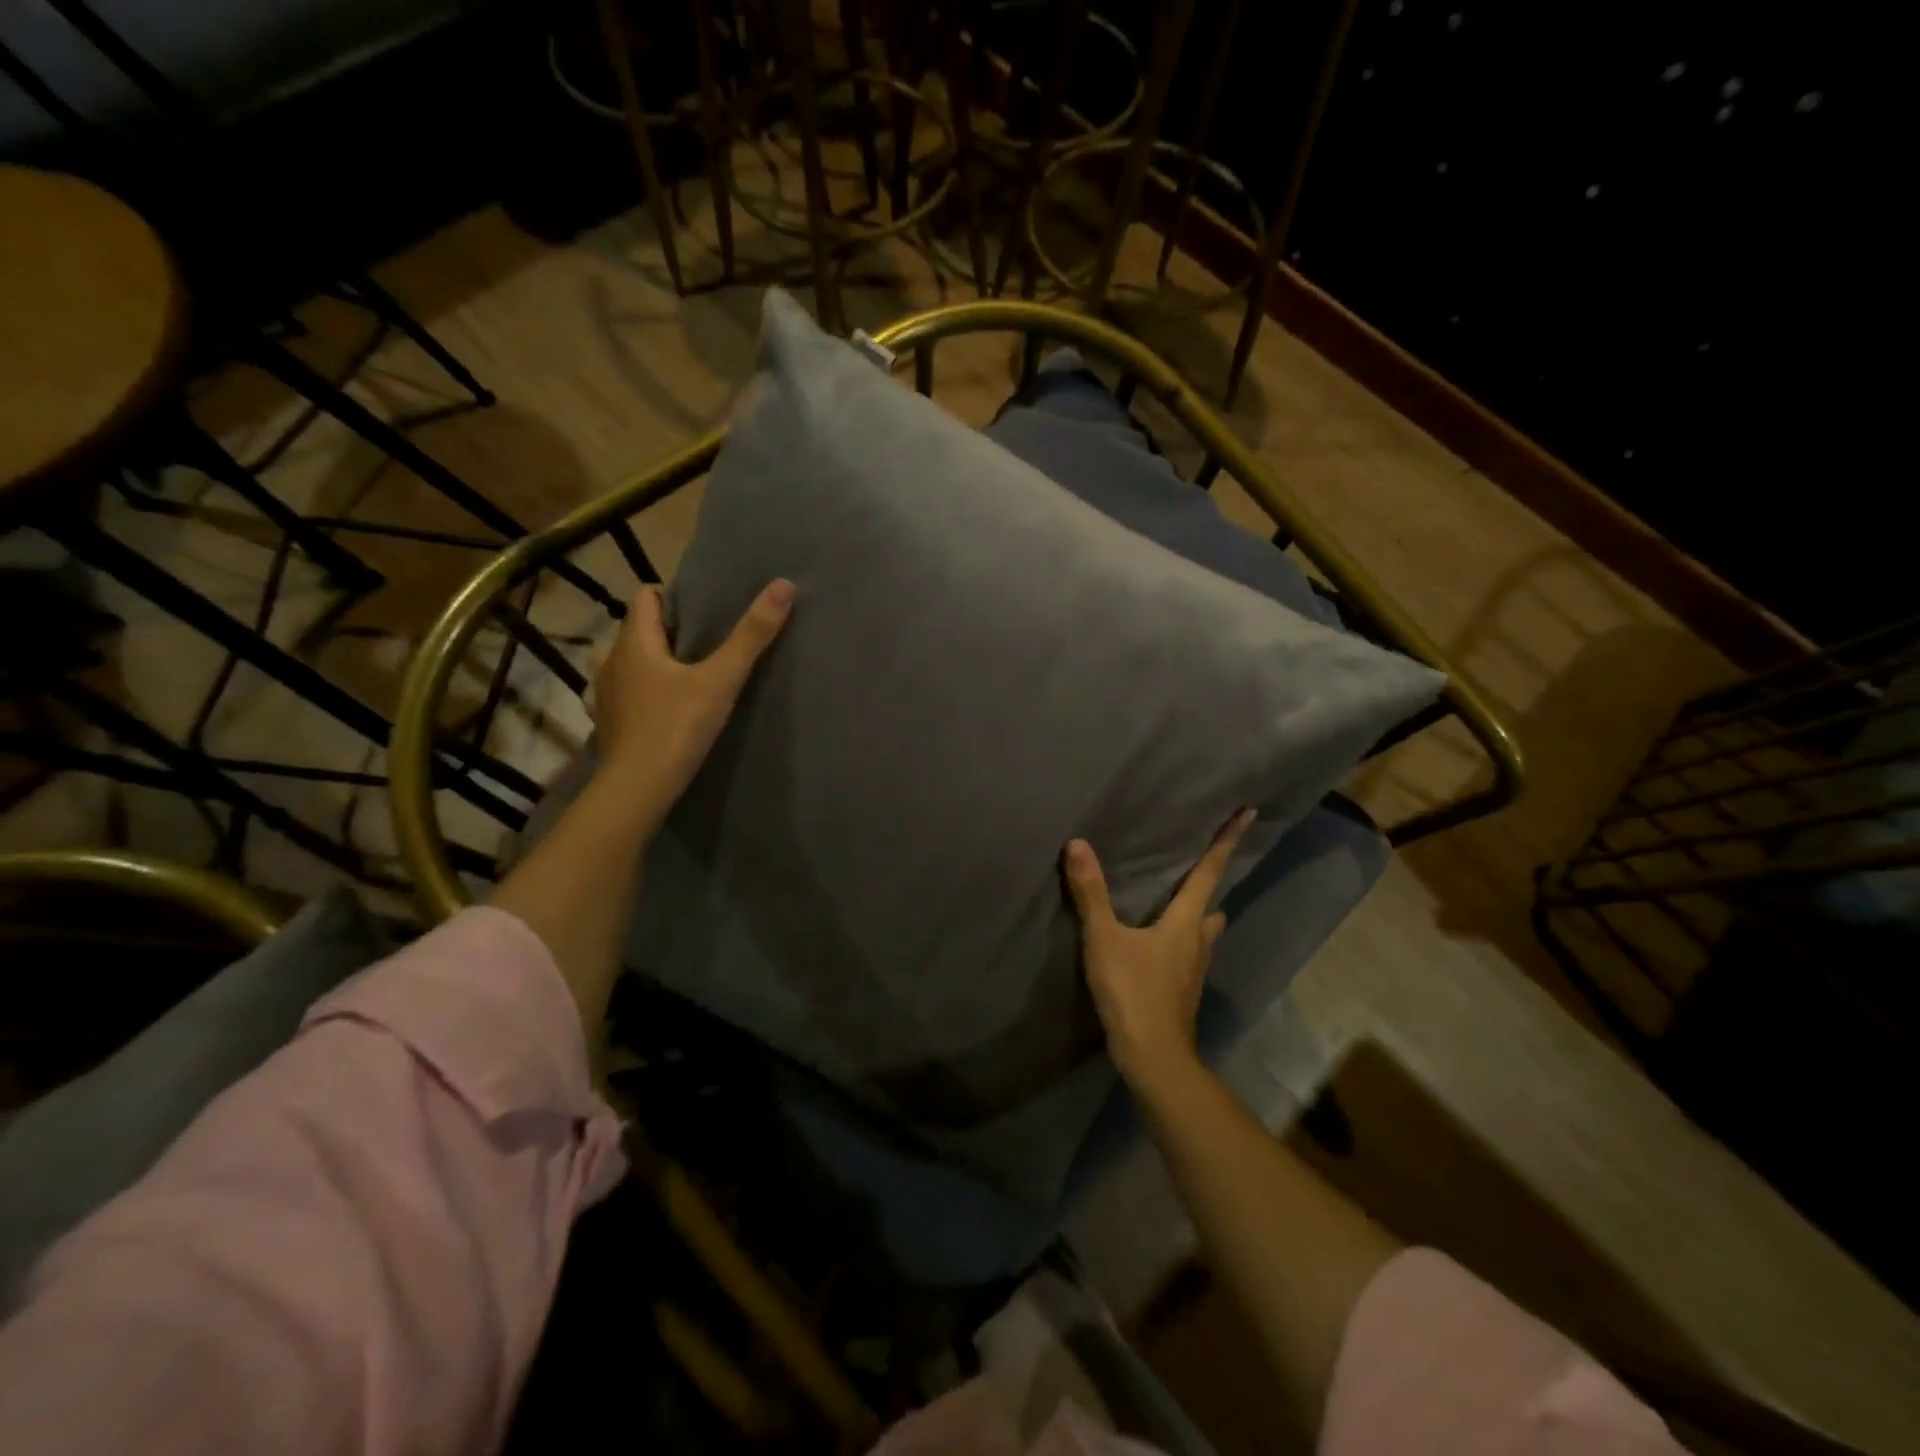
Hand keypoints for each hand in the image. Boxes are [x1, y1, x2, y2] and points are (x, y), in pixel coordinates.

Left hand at [591, 579, 794, 823]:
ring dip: (652, 663)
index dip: (674, 598)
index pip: (646, 597)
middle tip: (706, 645)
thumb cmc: (677, 727)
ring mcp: (604, 693)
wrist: (639, 789)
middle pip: (639, 630)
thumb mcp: (722, 680)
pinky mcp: (607, 723)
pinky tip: (661, 707)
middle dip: (668, 632)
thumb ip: (751, 635)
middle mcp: (611, 660)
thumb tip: (784, 585)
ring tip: (685, 677)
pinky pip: (623, 694)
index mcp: (634, 641)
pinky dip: (640, 693)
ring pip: (629, 662)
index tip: (705, 612)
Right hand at [1064, 809, 1255, 1088]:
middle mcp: (1198, 940)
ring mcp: (1194, 969)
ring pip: (1204, 931)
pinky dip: (1182, 937)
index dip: (1226, 841)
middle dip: (1211, 881)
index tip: (1249, 814)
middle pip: (1212, 903)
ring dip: (1199, 913)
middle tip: (1203, 859)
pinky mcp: (1183, 989)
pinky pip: (1189, 951)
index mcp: (1186, 921)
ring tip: (1181, 900)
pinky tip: (1161, 942)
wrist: (1154, 1057)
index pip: (1209, 871)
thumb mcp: (1104, 938)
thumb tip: (1077, 844)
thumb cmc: (1133, 991)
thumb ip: (1091, 893)